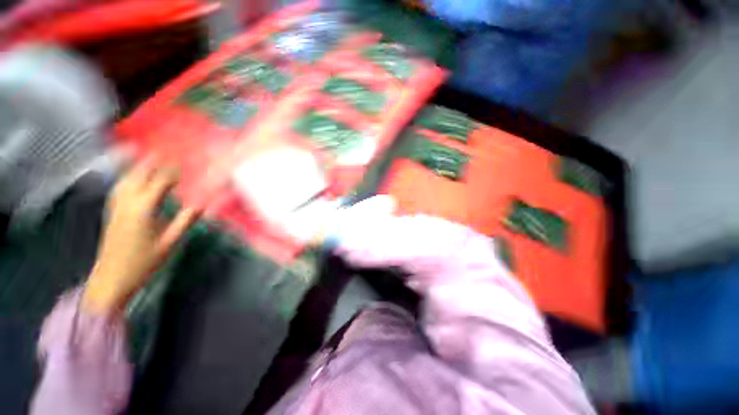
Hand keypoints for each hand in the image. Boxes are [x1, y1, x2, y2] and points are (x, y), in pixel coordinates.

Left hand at [83, 161, 199, 314]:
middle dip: (152, 161)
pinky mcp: (112, 212)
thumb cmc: (143, 262)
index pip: (159, 182)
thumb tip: (203, 204)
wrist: (111, 278)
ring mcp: (116, 206)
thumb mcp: (170, 242)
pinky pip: (119, 187)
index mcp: (143, 209)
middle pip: (139, 175)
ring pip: (126, 179)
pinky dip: (128, 177)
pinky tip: (132, 178)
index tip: (184, 162)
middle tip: (165, 151)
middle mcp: (127, 203)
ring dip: (138, 166)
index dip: (172, 171)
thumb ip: (185, 221)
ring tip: (148, 158)